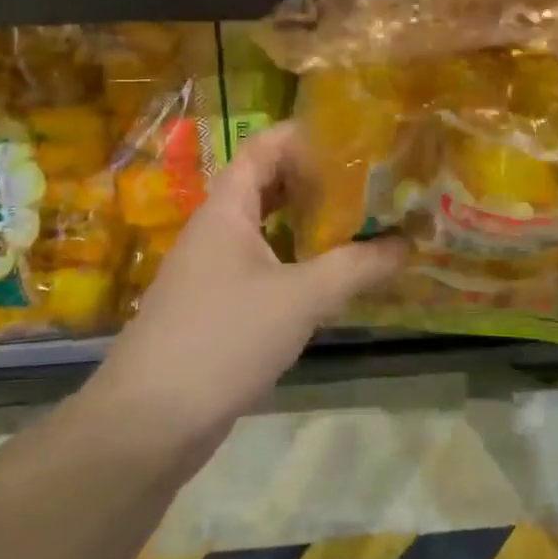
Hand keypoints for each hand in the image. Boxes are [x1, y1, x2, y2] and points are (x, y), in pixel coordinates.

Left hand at [89, 124, 405, 449]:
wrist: (150, 423)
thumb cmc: (223, 339)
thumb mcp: (300, 298)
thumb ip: (357, 267)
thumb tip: (408, 244)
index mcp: (226, 209)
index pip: (263, 148)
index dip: (305, 135)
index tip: (355, 136)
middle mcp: (216, 230)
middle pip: (268, 186)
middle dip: (317, 180)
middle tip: (371, 180)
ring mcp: (213, 271)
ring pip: (267, 230)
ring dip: (309, 224)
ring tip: (362, 221)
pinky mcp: (217, 308)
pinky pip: (264, 267)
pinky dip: (297, 262)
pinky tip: (331, 276)